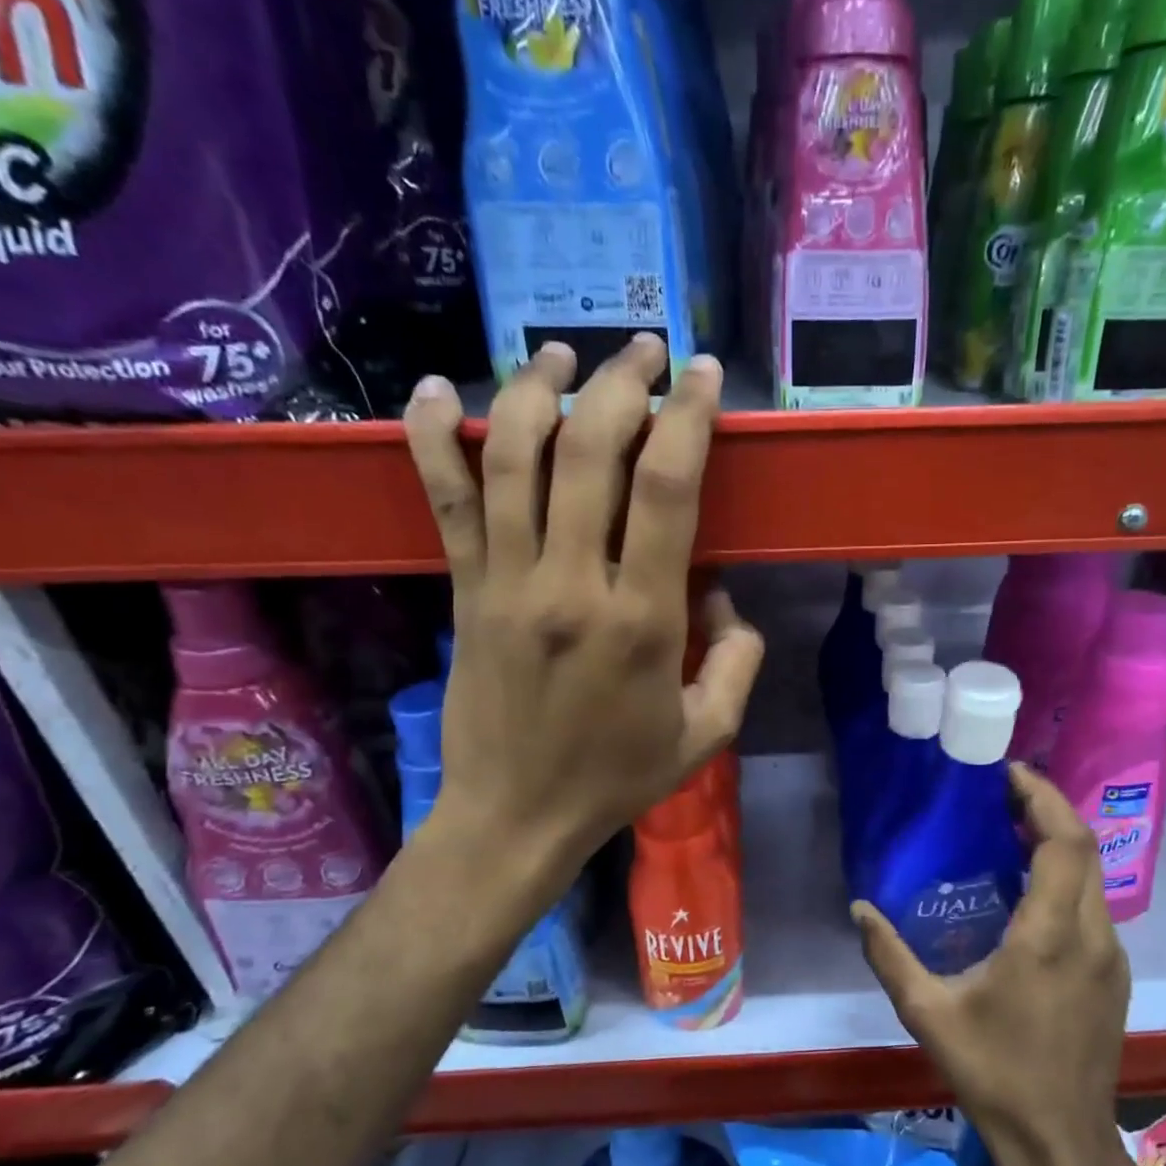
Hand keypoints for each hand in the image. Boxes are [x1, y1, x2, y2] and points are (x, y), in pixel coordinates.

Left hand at [403, 337, 763, 883]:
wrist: (516, 816)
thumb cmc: (617, 777)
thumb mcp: (708, 733)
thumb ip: (737, 658)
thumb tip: (720, 595)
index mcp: (641, 619)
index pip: (667, 489)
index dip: (687, 417)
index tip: (701, 376)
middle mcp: (570, 584)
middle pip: (589, 452)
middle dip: (621, 383)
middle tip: (644, 350)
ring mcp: (505, 582)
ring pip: (510, 456)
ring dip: (536, 389)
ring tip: (561, 355)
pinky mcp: (463, 591)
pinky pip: (441, 500)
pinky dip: (429, 437)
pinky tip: (432, 391)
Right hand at [854, 764, 1129, 1165]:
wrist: (1062, 1142)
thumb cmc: (995, 1074)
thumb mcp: (929, 1013)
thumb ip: (890, 955)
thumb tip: (859, 909)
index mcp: (1051, 935)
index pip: (1064, 842)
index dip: (1042, 798)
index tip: (1006, 774)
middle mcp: (1092, 934)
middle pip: (1084, 847)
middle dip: (1047, 808)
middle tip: (1001, 794)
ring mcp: (1111, 955)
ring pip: (1093, 875)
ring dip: (1058, 842)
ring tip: (1009, 831)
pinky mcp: (1114, 974)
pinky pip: (1094, 904)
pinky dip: (1066, 876)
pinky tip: (1028, 890)